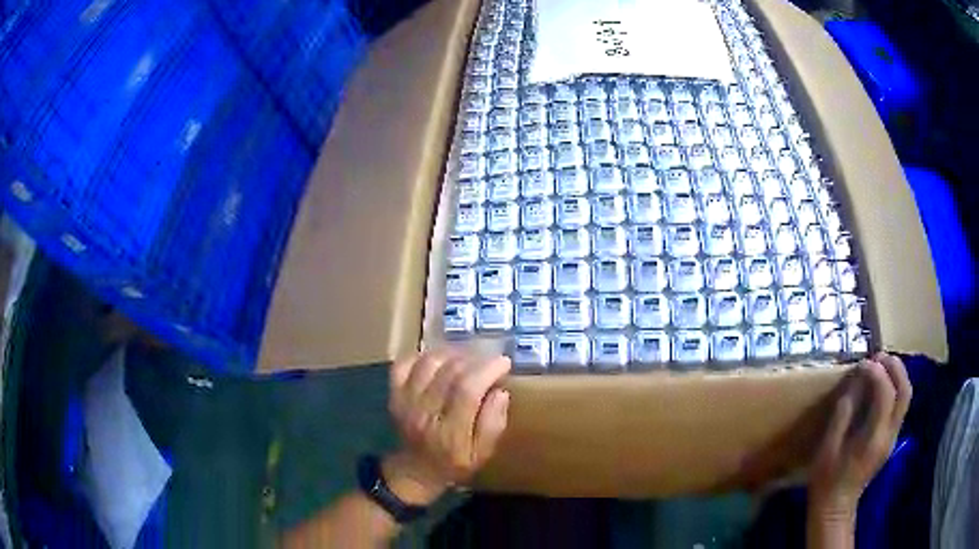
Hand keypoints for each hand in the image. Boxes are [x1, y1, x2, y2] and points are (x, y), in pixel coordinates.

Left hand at [383, 349, 510, 505]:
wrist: (415, 470)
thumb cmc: (454, 463)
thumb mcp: (483, 454)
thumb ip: (494, 424)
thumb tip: (501, 392)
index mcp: (450, 432)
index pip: (467, 390)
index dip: (487, 370)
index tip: (504, 362)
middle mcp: (424, 413)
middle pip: (450, 372)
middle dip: (475, 359)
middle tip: (489, 361)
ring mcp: (405, 401)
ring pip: (429, 363)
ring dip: (452, 354)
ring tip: (467, 358)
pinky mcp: (394, 393)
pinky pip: (405, 363)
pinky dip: (423, 355)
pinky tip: (439, 360)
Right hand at [809, 352, 911, 519]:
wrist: (836, 507)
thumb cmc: (827, 480)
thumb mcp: (828, 449)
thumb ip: (843, 415)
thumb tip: (854, 385)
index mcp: (873, 439)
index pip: (886, 394)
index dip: (877, 373)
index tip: (863, 363)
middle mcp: (889, 435)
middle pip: (905, 391)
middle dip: (895, 367)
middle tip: (878, 356)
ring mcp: (892, 437)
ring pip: (906, 396)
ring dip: (897, 375)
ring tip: (881, 365)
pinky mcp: (891, 438)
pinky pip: (900, 405)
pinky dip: (895, 387)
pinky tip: (882, 385)